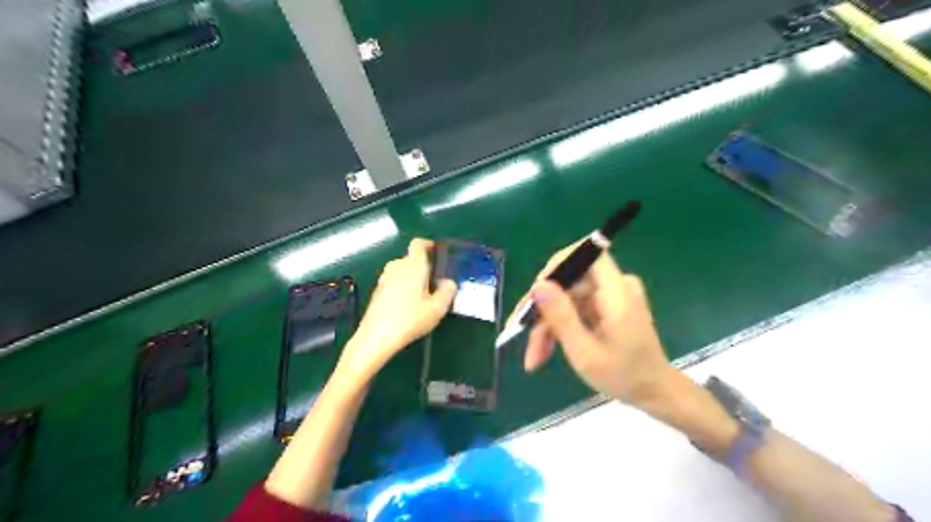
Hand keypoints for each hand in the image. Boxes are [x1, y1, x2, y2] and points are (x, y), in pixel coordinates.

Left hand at [338, 239, 459, 381]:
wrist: (376, 338)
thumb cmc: (410, 319)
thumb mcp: (438, 308)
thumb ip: (448, 291)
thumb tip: (448, 282)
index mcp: (413, 264)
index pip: (419, 243)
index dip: (429, 245)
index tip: (438, 255)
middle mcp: (397, 266)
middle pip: (413, 259)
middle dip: (425, 268)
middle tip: (437, 284)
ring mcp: (384, 278)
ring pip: (404, 272)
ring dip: (414, 279)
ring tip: (425, 298)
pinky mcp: (377, 291)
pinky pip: (395, 282)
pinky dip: (404, 289)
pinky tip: (409, 307)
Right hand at [506, 246, 673, 408]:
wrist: (653, 392)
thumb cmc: (624, 377)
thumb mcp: (585, 353)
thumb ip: (562, 317)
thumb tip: (538, 285)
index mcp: (617, 293)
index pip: (586, 253)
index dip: (557, 266)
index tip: (535, 293)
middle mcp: (615, 286)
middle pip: (569, 281)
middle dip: (543, 308)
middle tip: (521, 335)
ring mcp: (610, 296)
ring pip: (566, 297)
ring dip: (547, 324)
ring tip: (535, 356)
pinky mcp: (606, 305)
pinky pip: (575, 306)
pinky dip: (560, 326)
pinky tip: (546, 350)